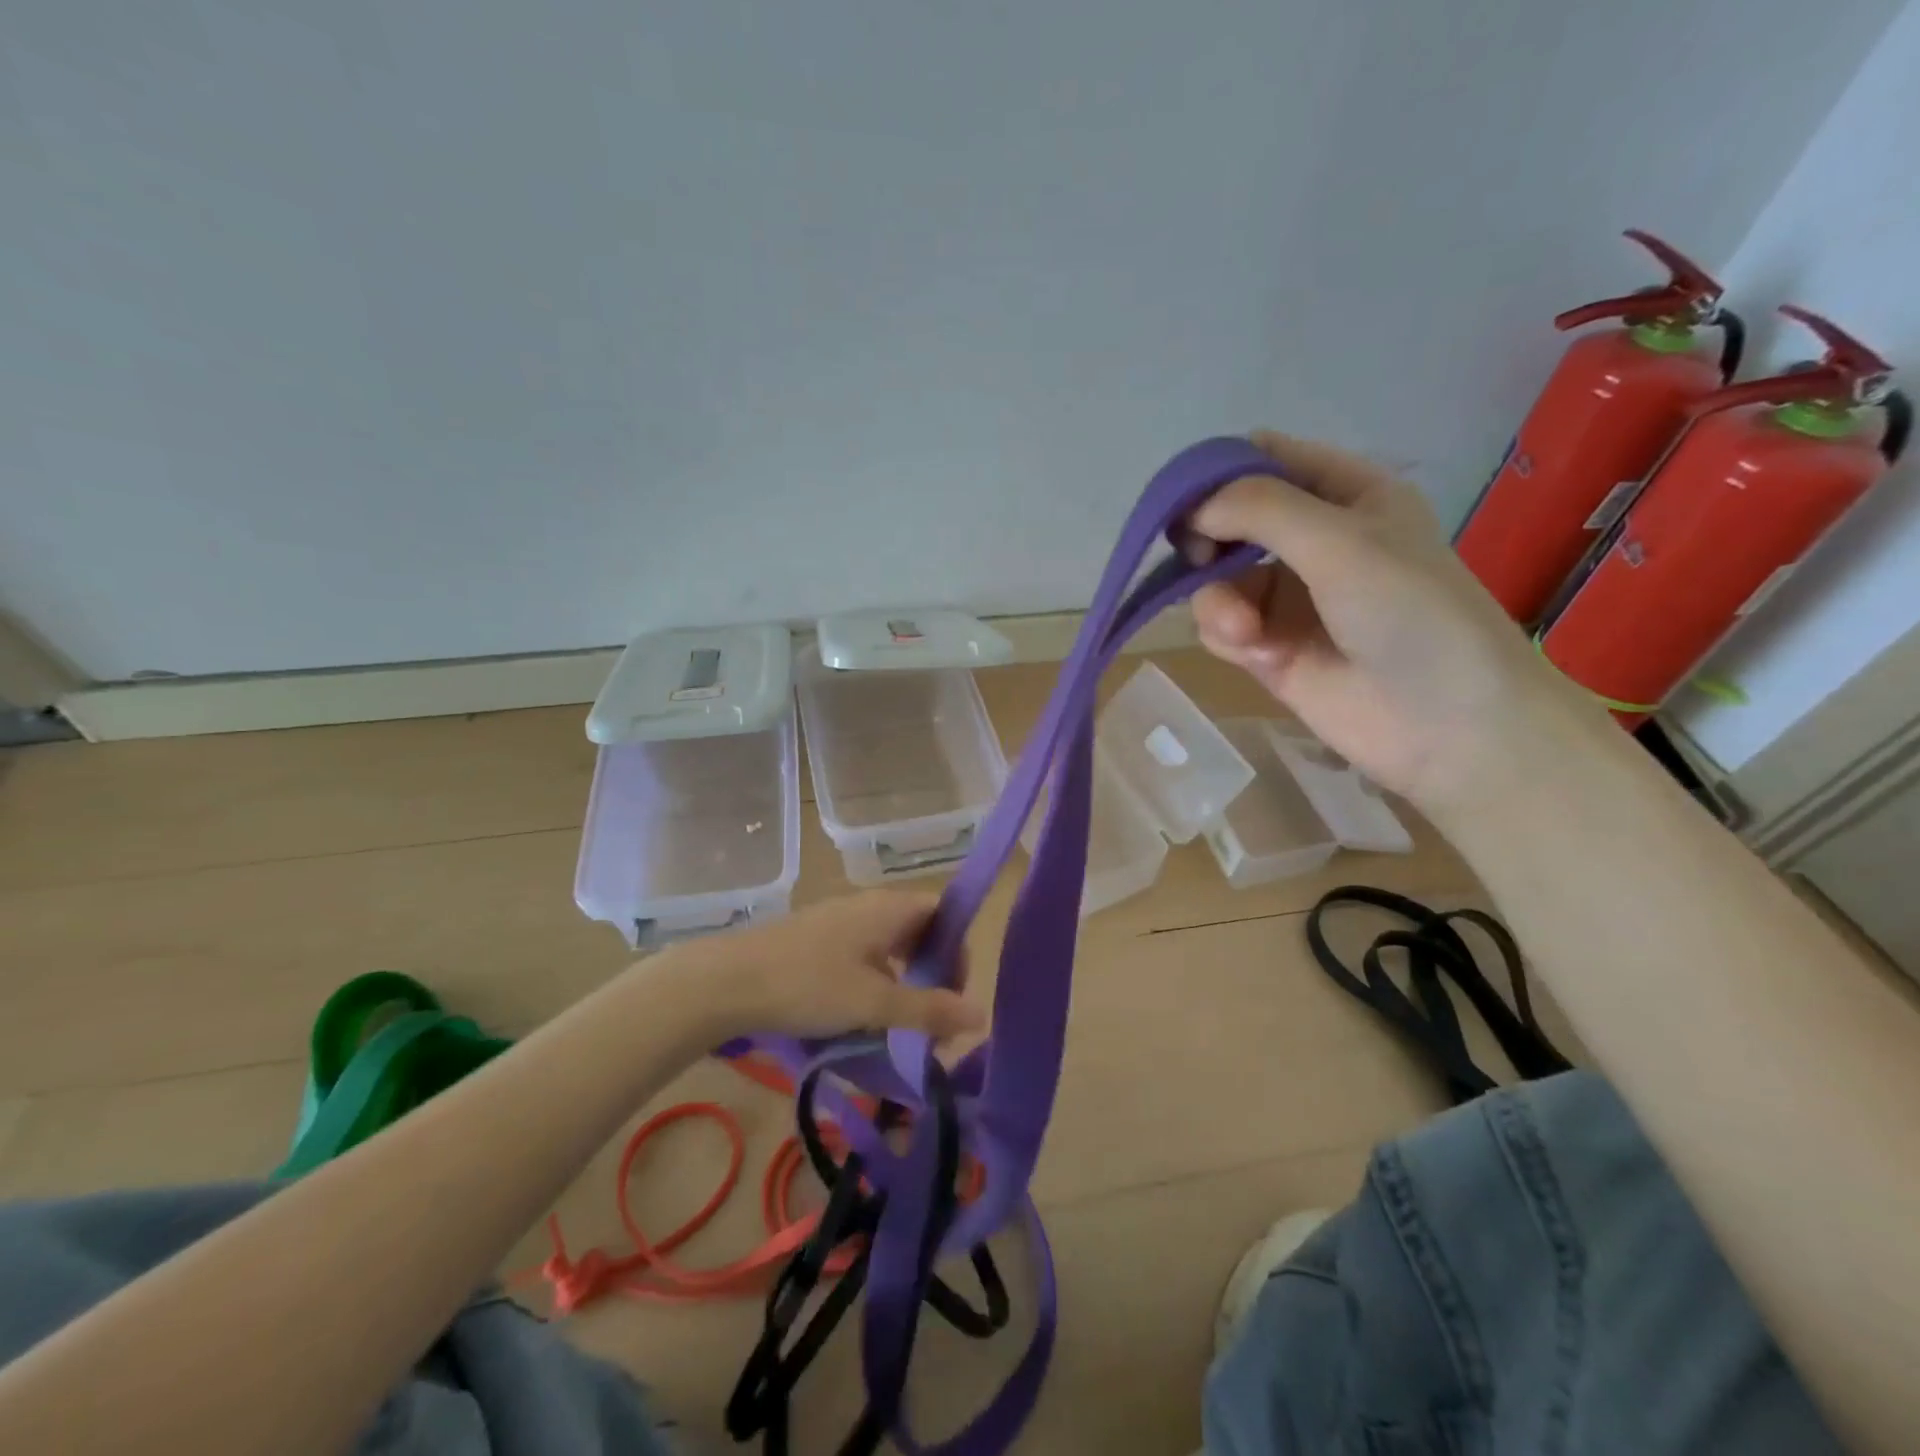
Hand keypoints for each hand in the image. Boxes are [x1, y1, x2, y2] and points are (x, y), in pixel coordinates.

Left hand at [660, 891, 983, 1042]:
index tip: (955, 995)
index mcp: (890, 908)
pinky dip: (875, 981)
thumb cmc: (809, 985)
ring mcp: (840, 920)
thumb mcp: (875, 1004)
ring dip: (903, 981)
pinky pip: (863, 954)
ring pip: (889, 945)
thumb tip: (982, 1015)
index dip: (958, 950)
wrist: (728, 981)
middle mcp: (869, 905)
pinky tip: (860, 1015)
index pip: (945, 913)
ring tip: (898, 1024)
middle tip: (932, 1018)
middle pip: (919, 929)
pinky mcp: (816, 938)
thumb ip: (929, 1009)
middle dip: (933, 972)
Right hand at [1186, 431, 1575, 812]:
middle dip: (1208, 542)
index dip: (1219, 473)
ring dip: (1219, 601)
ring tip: (1246, 631)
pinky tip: (1259, 656)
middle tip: (1200, 561)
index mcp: (1345, 494)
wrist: (1447, 724)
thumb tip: (1192, 510)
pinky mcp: (1270, 648)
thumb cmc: (1410, 614)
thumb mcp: (1341, 542)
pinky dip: (1228, 636)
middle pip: (1228, 521)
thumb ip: (1261, 510)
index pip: (1265, 459)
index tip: (1185, 505)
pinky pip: (1221, 626)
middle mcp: (1312, 540)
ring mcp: (1289, 597)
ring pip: (1217, 580)